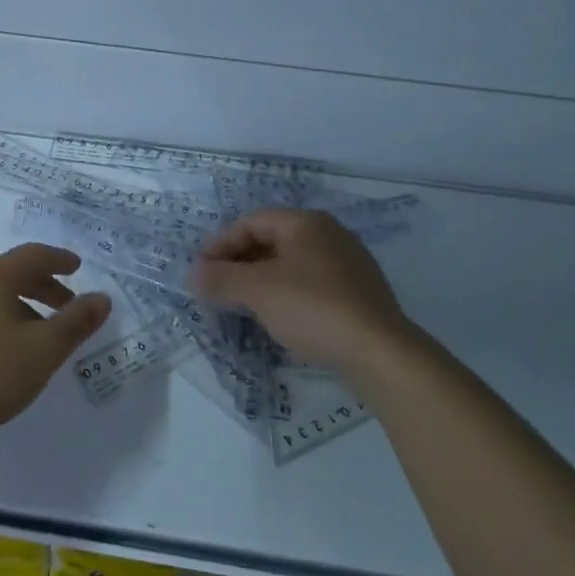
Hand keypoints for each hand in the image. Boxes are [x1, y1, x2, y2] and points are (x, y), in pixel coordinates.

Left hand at [0, 243, 110, 451]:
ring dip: (15, 308)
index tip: (77, 267)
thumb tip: (102, 298)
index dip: (59, 260)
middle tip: (64, 308)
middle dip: (41, 288)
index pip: (33, 255)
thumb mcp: (41, 352)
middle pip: (9, 274)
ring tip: (31, 337)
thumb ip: (75, 323)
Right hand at [189, 209, 410, 376]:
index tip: (201, 273)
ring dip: (260, 283)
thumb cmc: (314, 309)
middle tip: (217, 291)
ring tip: (242, 308)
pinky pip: (311, 286)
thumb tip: (193, 275)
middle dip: (239, 265)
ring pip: (291, 266)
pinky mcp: (359, 295)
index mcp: (306, 223)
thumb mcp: (258, 291)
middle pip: (271, 242)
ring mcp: (348, 265)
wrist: (381, 353)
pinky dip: (286, 297)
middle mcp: (330, 235)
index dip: (220, 245)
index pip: (251, 222)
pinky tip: (278, 321)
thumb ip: (220, 279)